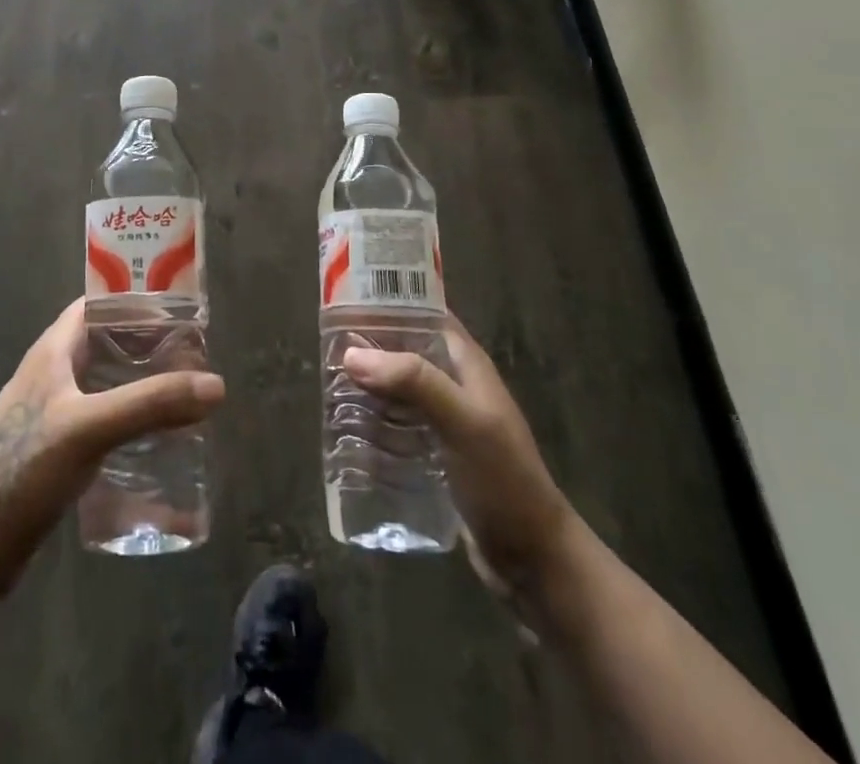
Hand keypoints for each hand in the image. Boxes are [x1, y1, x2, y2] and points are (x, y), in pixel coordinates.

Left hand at [0, 298, 223, 593]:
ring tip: (181, 391)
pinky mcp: (55, 447)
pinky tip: (153, 436)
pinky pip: (100, 416)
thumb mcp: (91, 428)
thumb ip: (151, 404)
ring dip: (138, 381)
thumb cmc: (25, 469)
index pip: (97, 304)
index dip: (134, 300)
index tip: (178, 308)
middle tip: (191, 354)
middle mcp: (51, 372)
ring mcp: (51, 411)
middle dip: (146, 343)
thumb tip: (216, 385)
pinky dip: (127, 415)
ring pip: (103, 381)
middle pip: (105, 342)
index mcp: (52, 350)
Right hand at [343, 314, 572, 608]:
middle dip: (369, 347)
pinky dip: (374, 420)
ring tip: (328, 385)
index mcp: (466, 362)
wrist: (533, 560)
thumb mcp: (462, 421)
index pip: (424, 312)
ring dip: (368, 385)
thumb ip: (414, 381)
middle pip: (404, 350)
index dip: (389, 301)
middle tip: (326, 347)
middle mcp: (454, 383)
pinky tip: (347, 429)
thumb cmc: (503, 479)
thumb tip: (352, 354)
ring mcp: (444, 419)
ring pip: (397, 388)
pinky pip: (397, 424)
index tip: (345, 299)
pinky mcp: (434, 452)